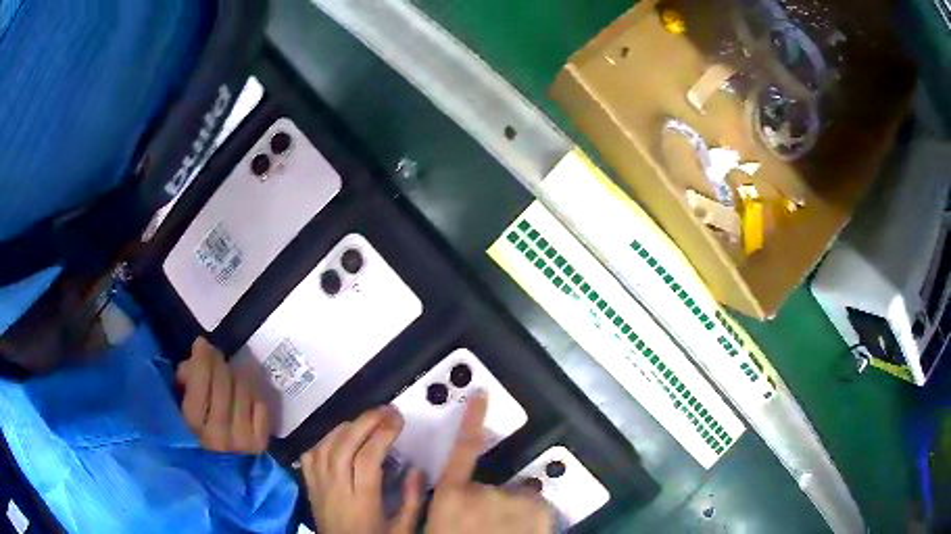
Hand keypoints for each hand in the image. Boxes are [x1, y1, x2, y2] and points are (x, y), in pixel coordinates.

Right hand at [176, 337, 269, 452]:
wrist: (216, 464)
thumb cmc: (193, 426)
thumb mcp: (179, 401)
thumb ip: (185, 378)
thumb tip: (199, 356)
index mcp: (192, 425)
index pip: (201, 382)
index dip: (202, 359)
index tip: (201, 344)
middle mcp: (217, 436)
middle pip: (224, 384)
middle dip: (219, 363)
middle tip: (215, 356)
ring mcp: (241, 442)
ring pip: (244, 391)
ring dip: (236, 377)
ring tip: (229, 377)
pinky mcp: (259, 443)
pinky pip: (261, 405)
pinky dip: (254, 395)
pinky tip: (244, 396)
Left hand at [300, 407, 422, 533]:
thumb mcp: (402, 529)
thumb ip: (412, 501)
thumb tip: (417, 469)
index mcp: (362, 503)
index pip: (367, 460)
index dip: (382, 435)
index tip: (398, 420)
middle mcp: (336, 490)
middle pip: (343, 446)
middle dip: (365, 422)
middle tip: (385, 410)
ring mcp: (318, 486)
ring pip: (324, 447)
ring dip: (345, 427)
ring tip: (366, 419)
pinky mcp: (310, 486)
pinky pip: (310, 456)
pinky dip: (324, 440)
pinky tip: (339, 436)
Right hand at [426, 394, 553, 533]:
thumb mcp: (429, 525)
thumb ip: (428, 496)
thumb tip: (420, 476)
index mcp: (452, 496)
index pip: (463, 447)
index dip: (472, 419)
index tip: (481, 395)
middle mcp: (484, 493)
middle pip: (492, 484)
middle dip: (491, 499)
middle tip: (483, 524)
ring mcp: (515, 501)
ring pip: (517, 497)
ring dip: (512, 509)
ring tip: (501, 532)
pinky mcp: (540, 510)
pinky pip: (538, 506)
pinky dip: (532, 516)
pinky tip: (519, 532)